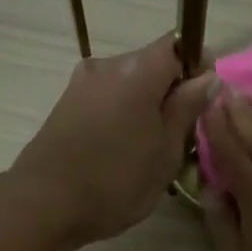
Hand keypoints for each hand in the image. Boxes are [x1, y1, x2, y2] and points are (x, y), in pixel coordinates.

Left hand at [10, 32, 215, 245]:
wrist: (43, 205)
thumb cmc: (115, 182)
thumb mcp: (165, 152)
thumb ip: (187, 109)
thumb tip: (207, 77)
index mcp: (138, 71)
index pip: (179, 45)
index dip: (198, 67)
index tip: (203, 102)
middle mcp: (107, 66)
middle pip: (152, 65)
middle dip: (171, 93)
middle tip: (181, 137)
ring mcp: (81, 85)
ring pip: (128, 85)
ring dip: (145, 108)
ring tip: (149, 151)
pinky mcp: (65, 106)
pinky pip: (106, 100)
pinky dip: (121, 117)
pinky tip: (120, 153)